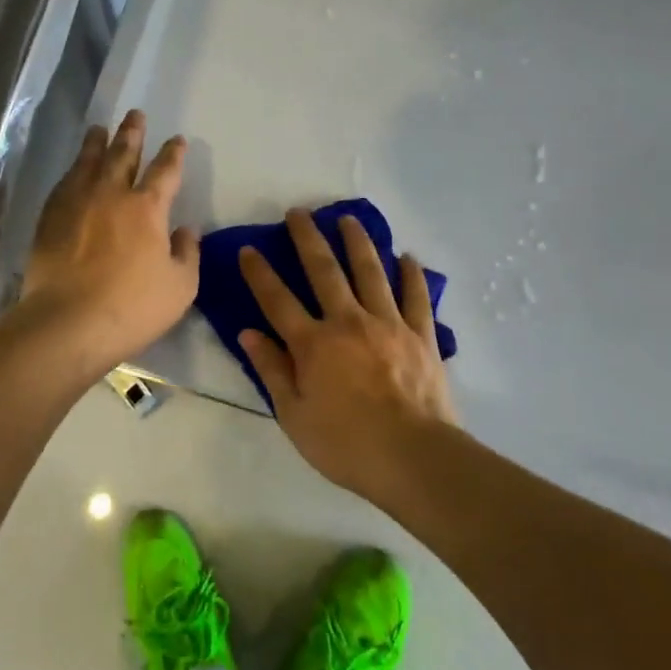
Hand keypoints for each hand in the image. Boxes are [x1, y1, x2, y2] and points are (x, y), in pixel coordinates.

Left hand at [18, 110, 199, 365]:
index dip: (173, 153)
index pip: (165, 171)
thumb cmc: (132, 307)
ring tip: (99, 128)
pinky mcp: (50, 218)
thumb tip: (186, 229)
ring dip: (97, 143)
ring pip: (89, 162)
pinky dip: (73, 171)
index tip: (177, 140)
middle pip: (123, 154)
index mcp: (147, 208)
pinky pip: (63, 184)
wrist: (68, 323)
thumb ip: (187, 253)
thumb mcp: (180, 287)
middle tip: (135, 114)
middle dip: (132, 133)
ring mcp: (77, 203)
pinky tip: (73, 170)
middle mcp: (111, 194)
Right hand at [238, 209, 458, 497]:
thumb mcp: (294, 416)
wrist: (414, 458)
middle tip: (299, 211)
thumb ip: (272, 370)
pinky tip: (407, 257)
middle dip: (308, 238)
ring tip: (348, 218)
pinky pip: (416, 297)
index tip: (249, 249)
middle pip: (325, 271)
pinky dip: (411, 275)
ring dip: (357, 242)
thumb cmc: (346, 444)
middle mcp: (348, 322)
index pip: (278, 300)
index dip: (260, 273)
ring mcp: (388, 324)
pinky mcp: (421, 335)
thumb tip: (248, 333)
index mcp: (314, 344)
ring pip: (371, 272)